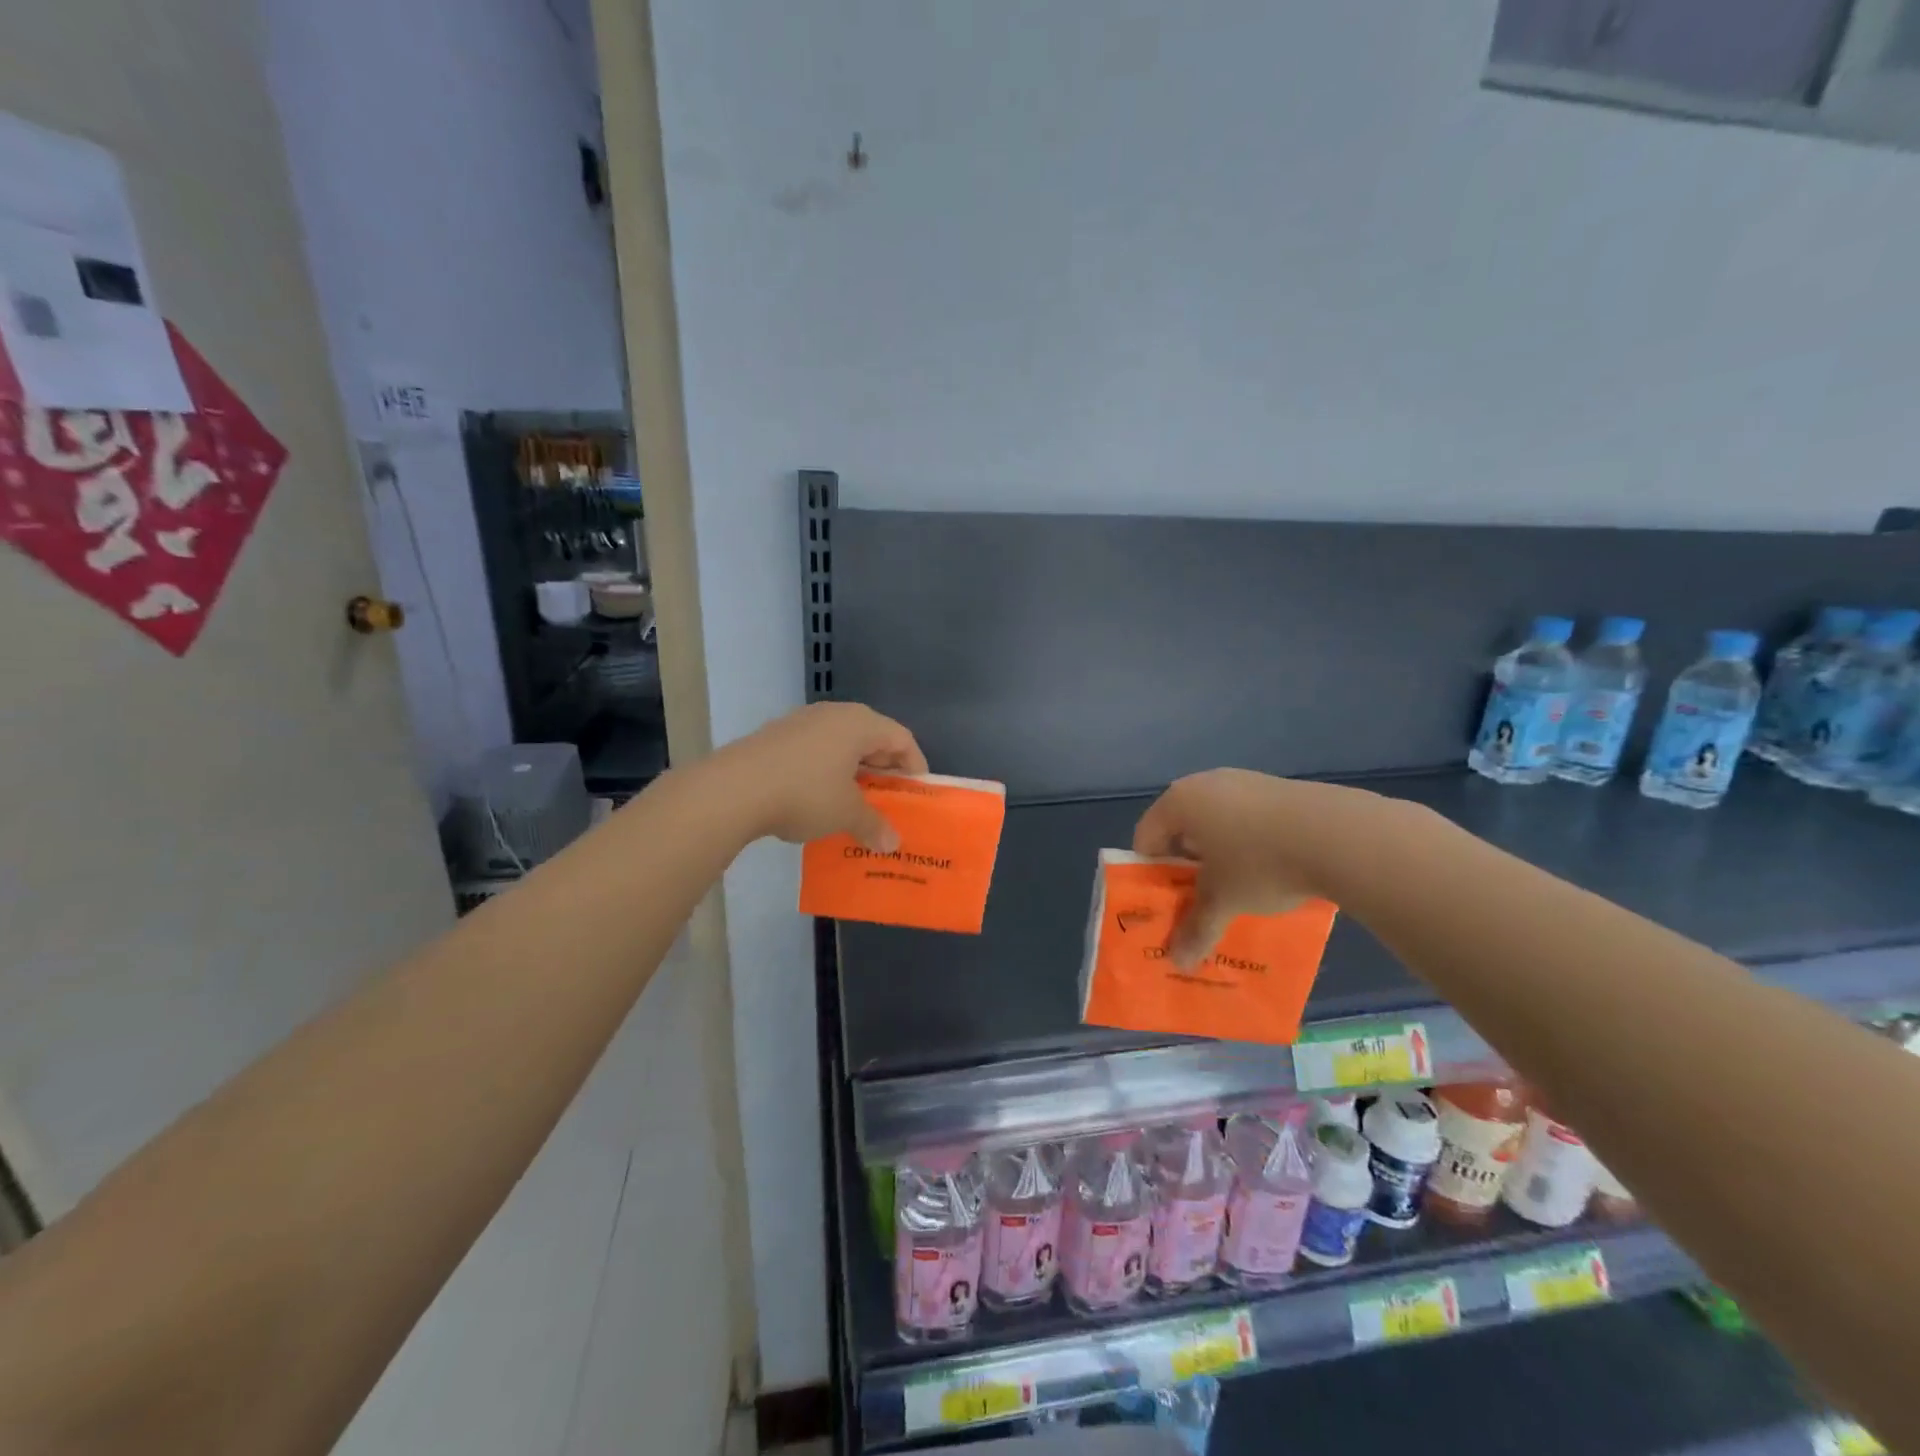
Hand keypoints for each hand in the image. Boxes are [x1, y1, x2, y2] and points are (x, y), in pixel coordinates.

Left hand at [721, 702, 927, 848]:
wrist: (733, 789)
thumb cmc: (804, 794)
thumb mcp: (846, 814)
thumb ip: (873, 825)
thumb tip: (892, 843)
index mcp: (859, 724)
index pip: (901, 738)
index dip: (914, 766)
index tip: (916, 793)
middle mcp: (833, 714)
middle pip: (872, 737)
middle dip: (883, 769)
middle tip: (889, 799)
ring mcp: (801, 722)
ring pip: (841, 743)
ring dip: (853, 771)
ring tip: (855, 802)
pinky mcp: (776, 736)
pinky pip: (815, 750)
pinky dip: (826, 771)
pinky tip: (819, 798)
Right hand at [1133, 769, 1362, 966]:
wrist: (1338, 835)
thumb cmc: (1260, 863)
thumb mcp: (1223, 901)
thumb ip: (1196, 928)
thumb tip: (1177, 962)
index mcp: (1179, 802)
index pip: (1146, 837)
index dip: (1150, 872)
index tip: (1165, 901)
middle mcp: (1205, 784)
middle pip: (1181, 828)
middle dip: (1186, 865)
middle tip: (1199, 898)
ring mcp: (1244, 781)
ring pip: (1217, 823)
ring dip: (1219, 855)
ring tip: (1237, 888)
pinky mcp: (1279, 788)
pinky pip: (1248, 818)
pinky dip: (1249, 843)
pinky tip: (1271, 869)